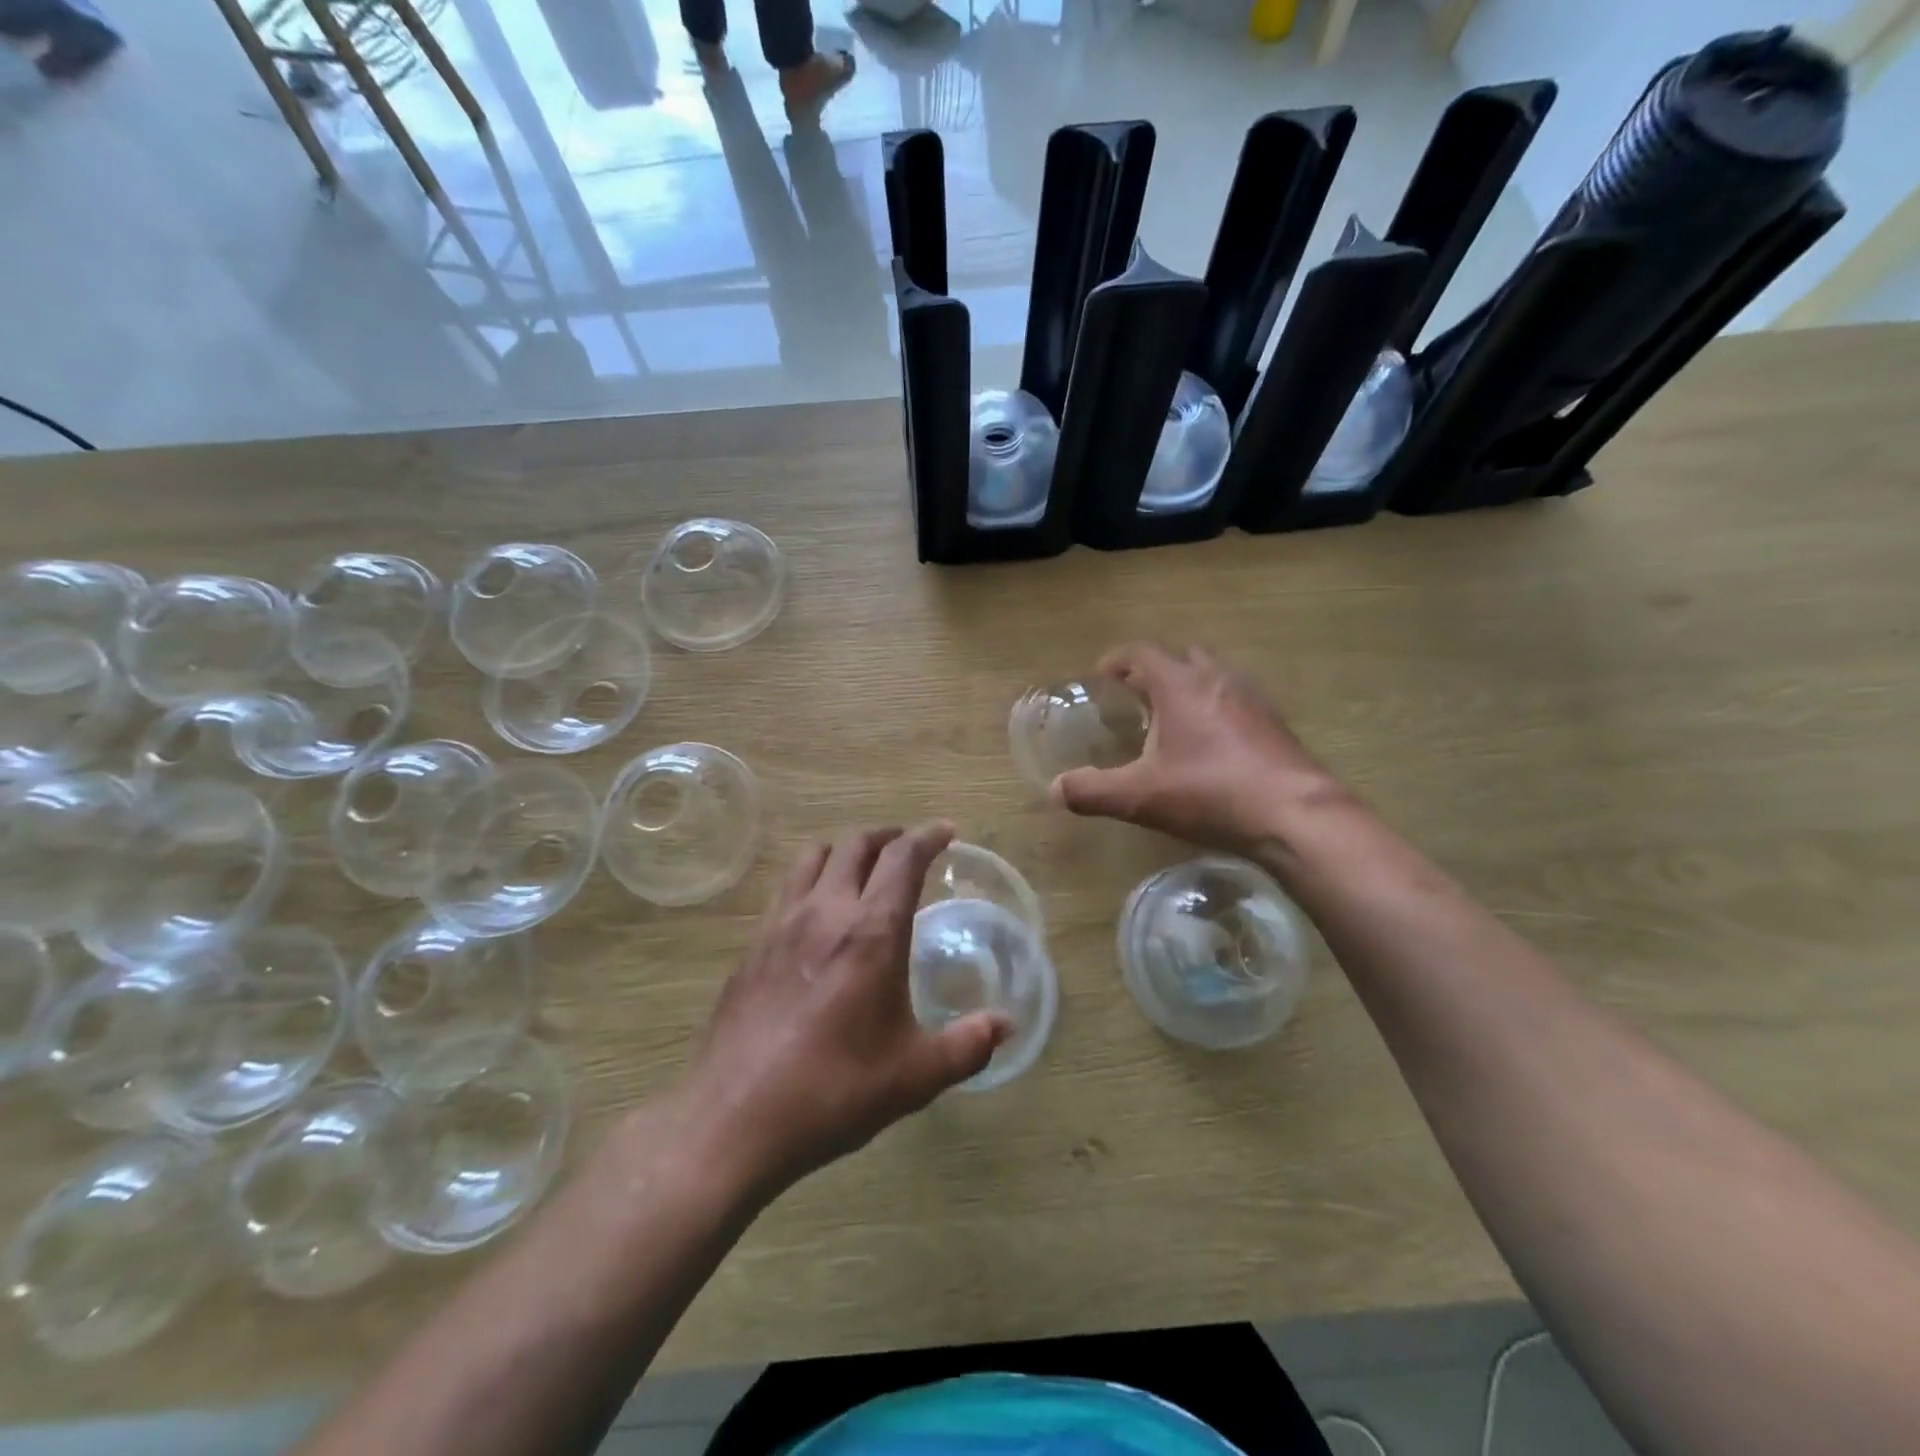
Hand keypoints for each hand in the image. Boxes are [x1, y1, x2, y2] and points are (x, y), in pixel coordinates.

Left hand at [675, 823, 1009, 1201]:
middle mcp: (825, 912)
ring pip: (814, 856)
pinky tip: (817, 913)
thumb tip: (1007, 1024)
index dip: (928, 836)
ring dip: (845, 850)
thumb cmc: (834, 1091)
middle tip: (908, 848)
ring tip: (863, 869)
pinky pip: (787, 888)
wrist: (734, 1119)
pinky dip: (811, 879)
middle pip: (856, 844)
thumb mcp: (914, 1076)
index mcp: (871, 932)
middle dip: (888, 836)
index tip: (946, 831)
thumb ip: (967, 1044)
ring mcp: (781, 924)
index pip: (902, 858)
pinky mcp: (752, 945)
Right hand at [1052, 644, 1343, 856]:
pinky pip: (1237, 699)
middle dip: (1154, 670)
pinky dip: (1217, 708)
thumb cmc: (1211, 794)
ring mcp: (1251, 698)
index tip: (1100, 677)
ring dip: (1189, 686)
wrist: (1294, 814)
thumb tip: (1054, 789)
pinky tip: (1212, 744)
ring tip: (1172, 719)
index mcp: (1180, 685)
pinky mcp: (1275, 722)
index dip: (1116, 660)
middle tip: (1135, 698)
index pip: (1141, 652)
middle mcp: (1217, 679)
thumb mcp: (1141, 797)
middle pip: (1181, 655)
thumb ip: (1093, 791)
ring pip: (1213, 675)